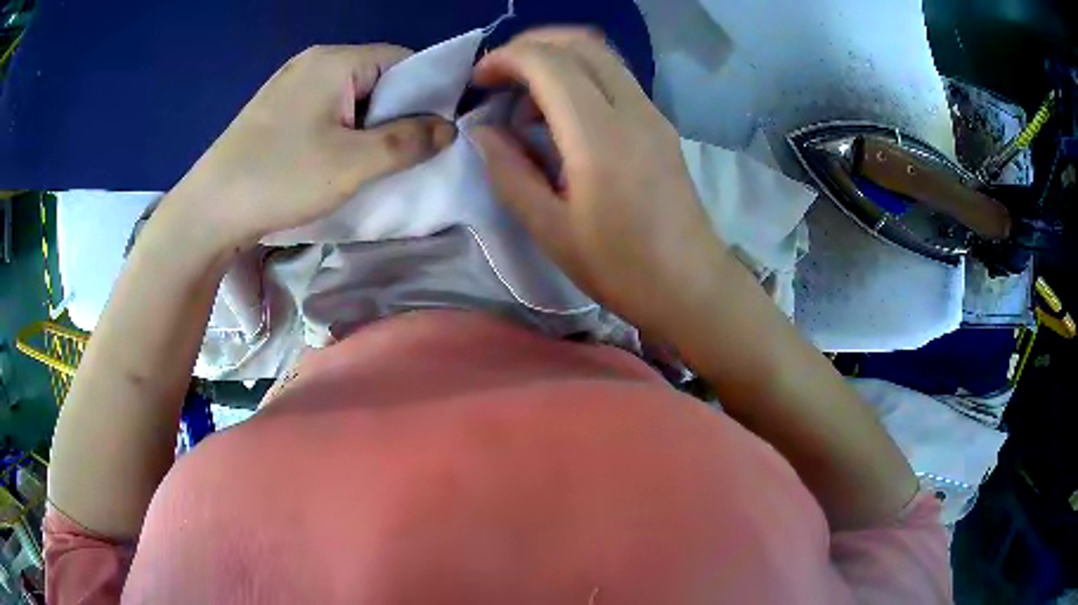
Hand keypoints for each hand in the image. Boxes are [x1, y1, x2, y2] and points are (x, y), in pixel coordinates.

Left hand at [169, 44, 455, 249]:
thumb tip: (449, 128)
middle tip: (399, 156)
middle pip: (376, 78)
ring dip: (366, 127)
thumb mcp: (353, 163)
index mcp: (335, 61)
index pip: (403, 60)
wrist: (207, 212)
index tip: (432, 133)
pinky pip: (323, 111)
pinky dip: (339, 132)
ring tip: (365, 164)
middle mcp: (313, 62)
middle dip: (394, 114)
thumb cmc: (280, 179)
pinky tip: (332, 161)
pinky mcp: (275, 110)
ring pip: (349, 97)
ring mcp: (290, 85)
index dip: (426, 93)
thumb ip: (409, 141)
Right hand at [471, 29, 728, 335]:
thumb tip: (483, 131)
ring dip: (558, 58)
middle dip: (531, 45)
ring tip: (527, 100)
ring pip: (602, 55)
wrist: (691, 285)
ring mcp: (653, 114)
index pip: (549, 62)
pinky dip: (581, 76)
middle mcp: (632, 109)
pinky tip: (564, 115)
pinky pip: (617, 78)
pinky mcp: (661, 125)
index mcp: (599, 135)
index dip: (506, 59)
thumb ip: (510, 172)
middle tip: (500, 76)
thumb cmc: (620, 268)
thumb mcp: (550, 230)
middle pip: (580, 43)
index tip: (478, 81)